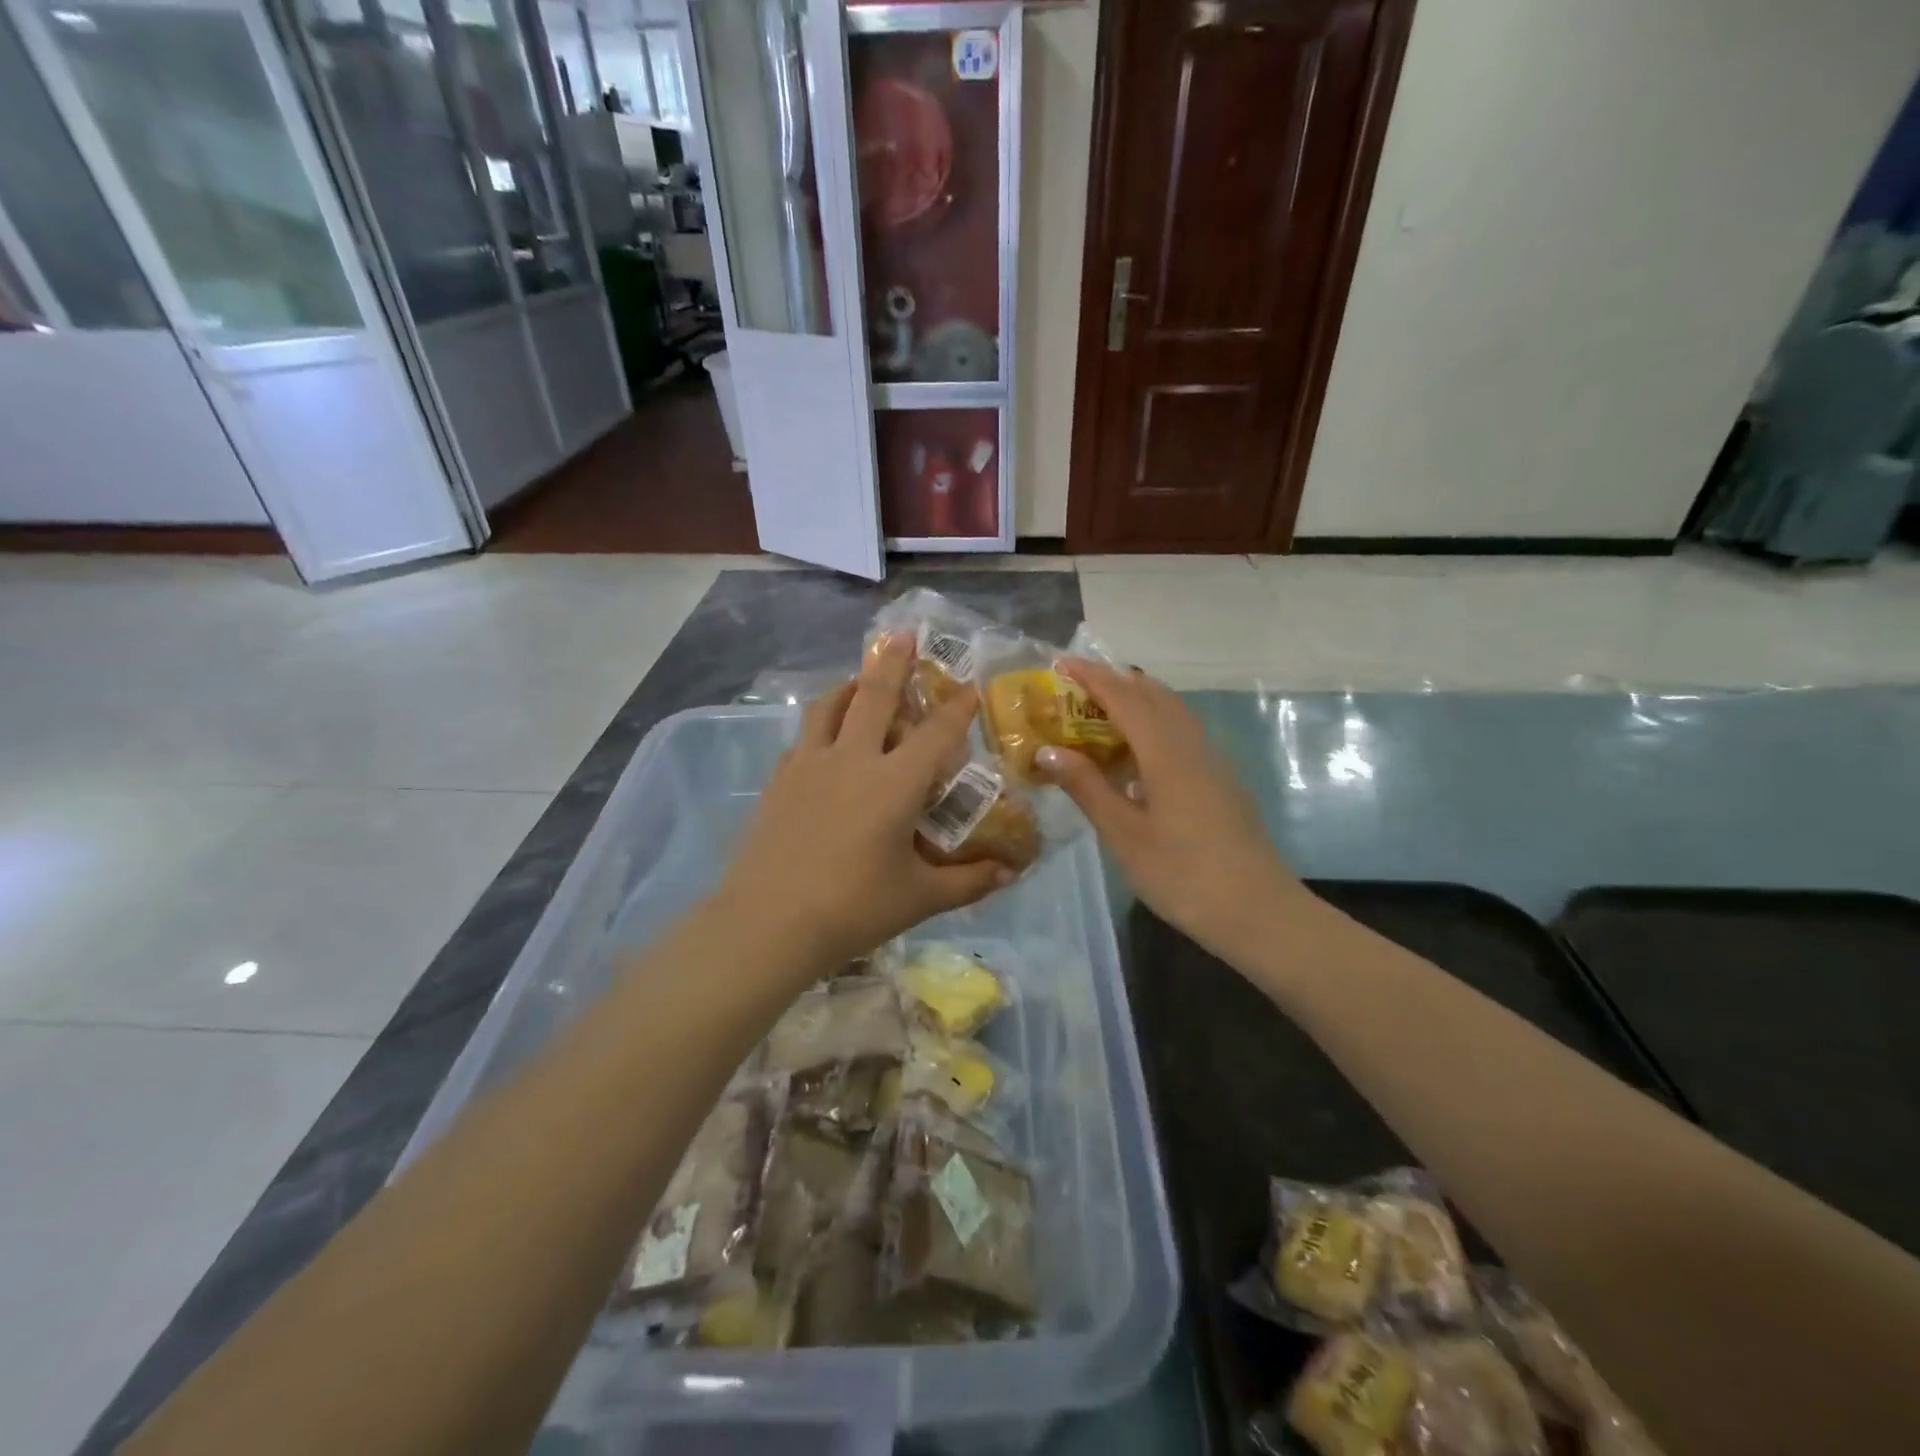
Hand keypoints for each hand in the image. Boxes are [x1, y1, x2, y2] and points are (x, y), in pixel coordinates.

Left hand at [715, 635, 1010, 976]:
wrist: (767, 925)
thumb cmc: (852, 910)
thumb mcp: (920, 898)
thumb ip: (969, 881)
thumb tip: (1011, 872)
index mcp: (893, 784)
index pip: (936, 733)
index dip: (958, 706)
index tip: (971, 685)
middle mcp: (852, 759)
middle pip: (873, 695)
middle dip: (893, 661)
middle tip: (903, 634)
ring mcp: (809, 765)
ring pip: (828, 706)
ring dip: (849, 685)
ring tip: (859, 677)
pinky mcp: (780, 780)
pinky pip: (804, 737)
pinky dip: (821, 724)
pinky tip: (826, 740)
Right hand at [1037, 661, 1311, 963]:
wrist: (1257, 910)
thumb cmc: (1182, 874)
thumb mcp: (1123, 833)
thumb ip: (1087, 787)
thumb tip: (1047, 750)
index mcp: (1165, 752)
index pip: (1124, 698)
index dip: (1092, 678)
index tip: (1062, 663)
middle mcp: (1192, 745)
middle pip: (1154, 696)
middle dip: (1116, 682)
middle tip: (1077, 684)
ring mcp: (1212, 762)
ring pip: (1173, 713)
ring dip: (1138, 700)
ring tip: (1103, 707)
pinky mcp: (1221, 781)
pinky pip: (1183, 734)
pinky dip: (1156, 725)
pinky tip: (1139, 753)